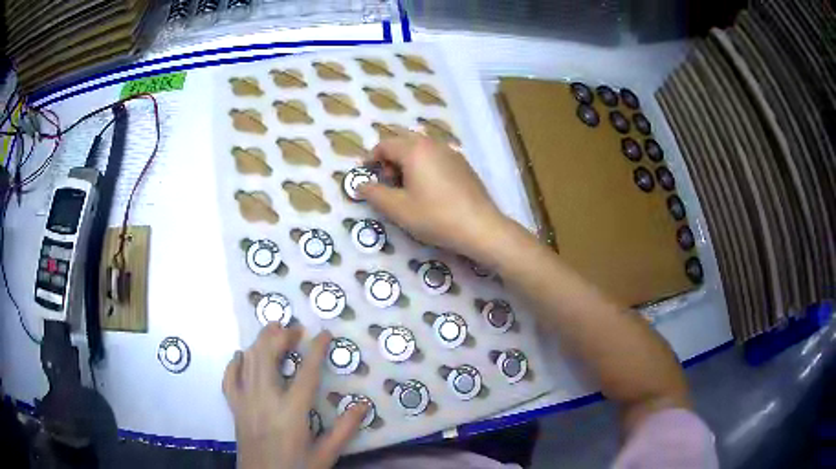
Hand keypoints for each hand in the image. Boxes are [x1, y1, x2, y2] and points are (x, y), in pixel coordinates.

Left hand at [223, 324, 367, 468]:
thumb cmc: (296, 468)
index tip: (323, 332)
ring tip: (272, 331)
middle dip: (280, 336)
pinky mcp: (234, 407)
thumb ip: (345, 430)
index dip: (316, 349)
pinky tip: (241, 356)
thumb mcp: (326, 454)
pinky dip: (235, 363)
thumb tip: (363, 404)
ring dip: (260, 342)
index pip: (306, 372)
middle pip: (268, 356)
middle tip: (294, 329)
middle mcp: (265, 399)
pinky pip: (229, 378)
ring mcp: (246, 401)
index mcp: (292, 411)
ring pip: (248, 361)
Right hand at [358, 134, 508, 261]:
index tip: (368, 175)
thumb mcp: (398, 209)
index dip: (371, 158)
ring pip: (421, 148)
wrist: (480, 226)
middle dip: (390, 158)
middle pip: (403, 141)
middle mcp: (433, 144)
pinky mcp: (463, 164)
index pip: (385, 144)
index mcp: (414, 150)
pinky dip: (425, 165)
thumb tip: (360, 185)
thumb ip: (375, 194)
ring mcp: (451, 152)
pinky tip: (430, 190)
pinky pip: (436, 156)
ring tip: (408, 188)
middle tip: (389, 182)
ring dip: (408, 161)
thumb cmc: (435, 217)